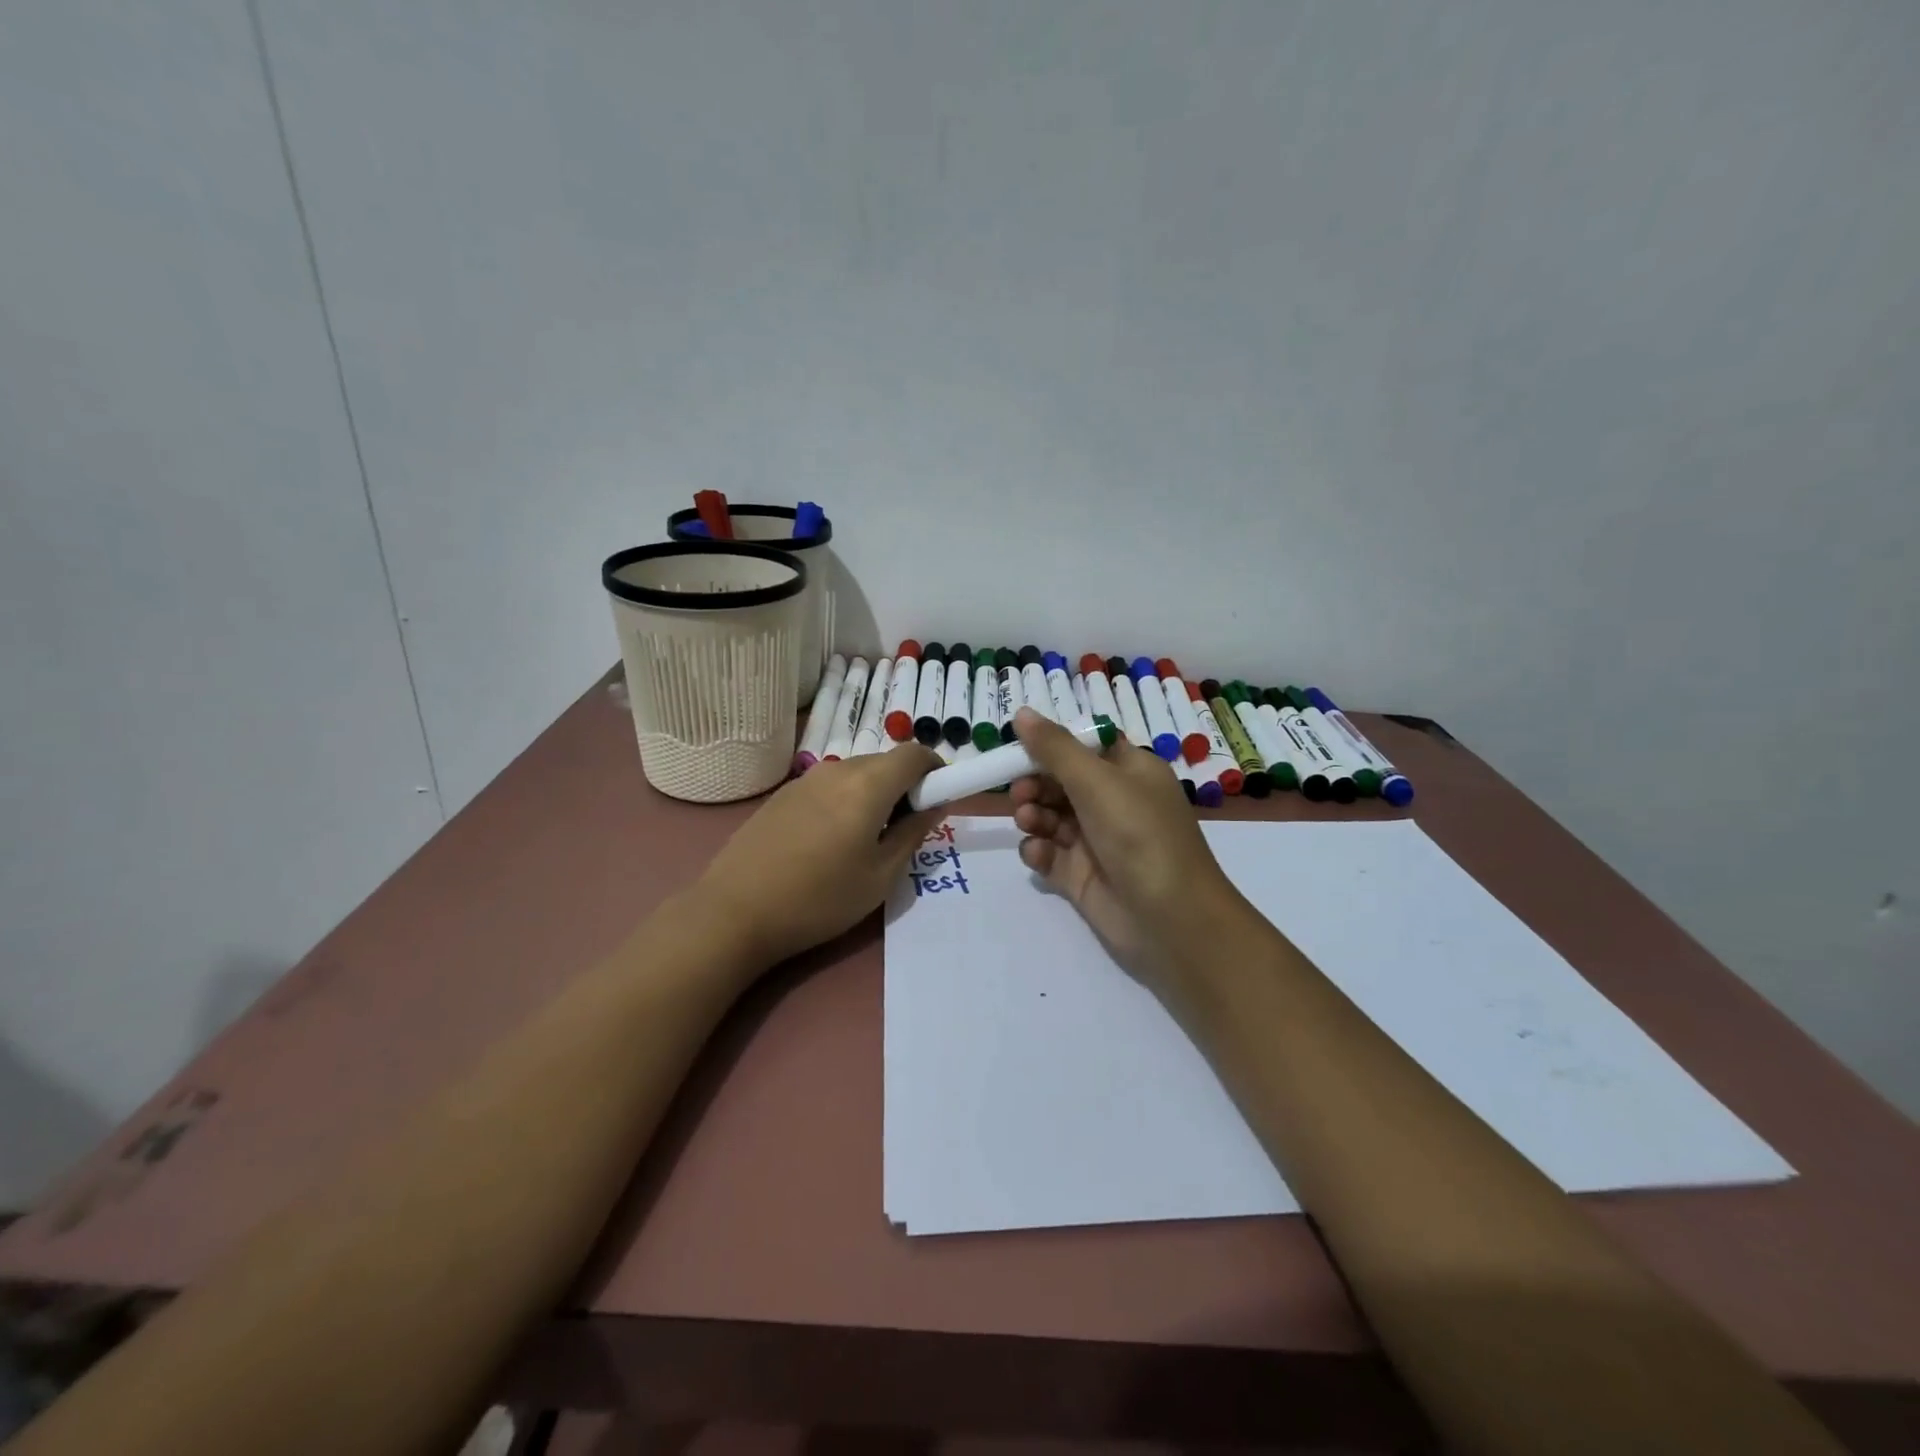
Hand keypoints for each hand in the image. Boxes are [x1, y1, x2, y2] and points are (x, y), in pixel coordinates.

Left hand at [690, 744, 945, 967]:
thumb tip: (936, 804)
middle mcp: (836, 771)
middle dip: (904, 786)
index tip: (938, 799)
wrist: (734, 913)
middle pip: (884, 762)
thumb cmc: (819, 899)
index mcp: (868, 786)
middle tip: (903, 830)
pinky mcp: (781, 795)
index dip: (935, 769)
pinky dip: (844, 800)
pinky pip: (828, 786)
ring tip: (864, 841)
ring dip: (873, 794)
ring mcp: (804, 781)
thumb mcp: (880, 876)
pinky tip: (828, 843)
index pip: (914, 754)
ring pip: (854, 774)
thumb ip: (914, 833)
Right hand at [1009, 707, 1246, 997]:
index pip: (1084, 747)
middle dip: (1036, 783)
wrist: (1170, 919)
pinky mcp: (1081, 875)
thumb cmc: (1139, 834)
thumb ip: (1054, 748)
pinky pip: (1049, 853)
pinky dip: (1038, 850)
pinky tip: (1038, 853)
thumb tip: (1021, 713)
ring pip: (1050, 817)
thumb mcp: (1097, 781)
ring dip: (1033, 815)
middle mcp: (1113, 802)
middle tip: (1019, 793)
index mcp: (1129, 772)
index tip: (1019, 747)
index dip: (1052, 745)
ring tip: (1028, 822)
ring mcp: (1096, 841)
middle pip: (1061, 781)